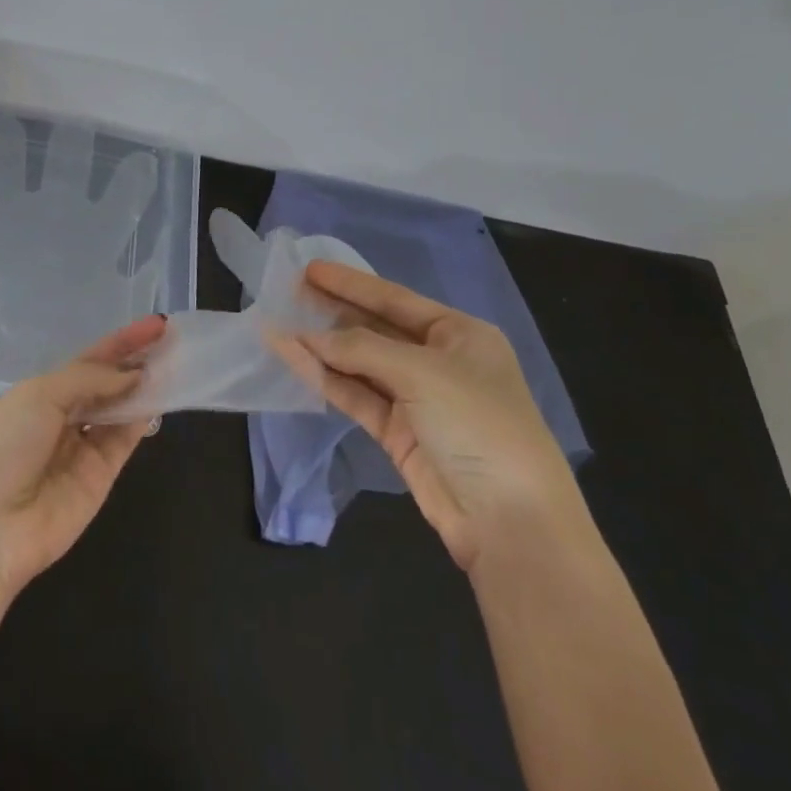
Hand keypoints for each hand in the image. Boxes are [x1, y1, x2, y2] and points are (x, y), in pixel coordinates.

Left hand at [0, 315, 165, 599]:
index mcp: (38, 394)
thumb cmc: (2, 446)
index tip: (155, 325)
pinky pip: (124, 440)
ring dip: (144, 387)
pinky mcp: (100, 478)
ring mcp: (82, 449)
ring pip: (120, 410)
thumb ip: (90, 379)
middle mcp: (62, 418)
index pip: (88, 361)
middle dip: (135, 361)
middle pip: (107, 384)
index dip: (120, 342)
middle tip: (172, 341)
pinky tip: (160, 396)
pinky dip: (142, 418)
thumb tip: (133, 374)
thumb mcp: (39, 396)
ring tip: (176, 362)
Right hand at [276, 262, 584, 573]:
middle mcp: (439, 361)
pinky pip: (357, 396)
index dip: (352, 283)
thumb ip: (362, 349)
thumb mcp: (423, 373)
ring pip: (361, 364)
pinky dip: (326, 379)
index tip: (311, 269)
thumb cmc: (478, 424)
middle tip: (290, 293)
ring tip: (280, 325)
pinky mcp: (399, 433)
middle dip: (334, 311)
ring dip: (323, 348)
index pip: (396, 299)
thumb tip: (308, 338)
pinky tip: (295, 360)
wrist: (511, 521)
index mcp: (461, 335)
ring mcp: (418, 399)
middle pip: (376, 328)